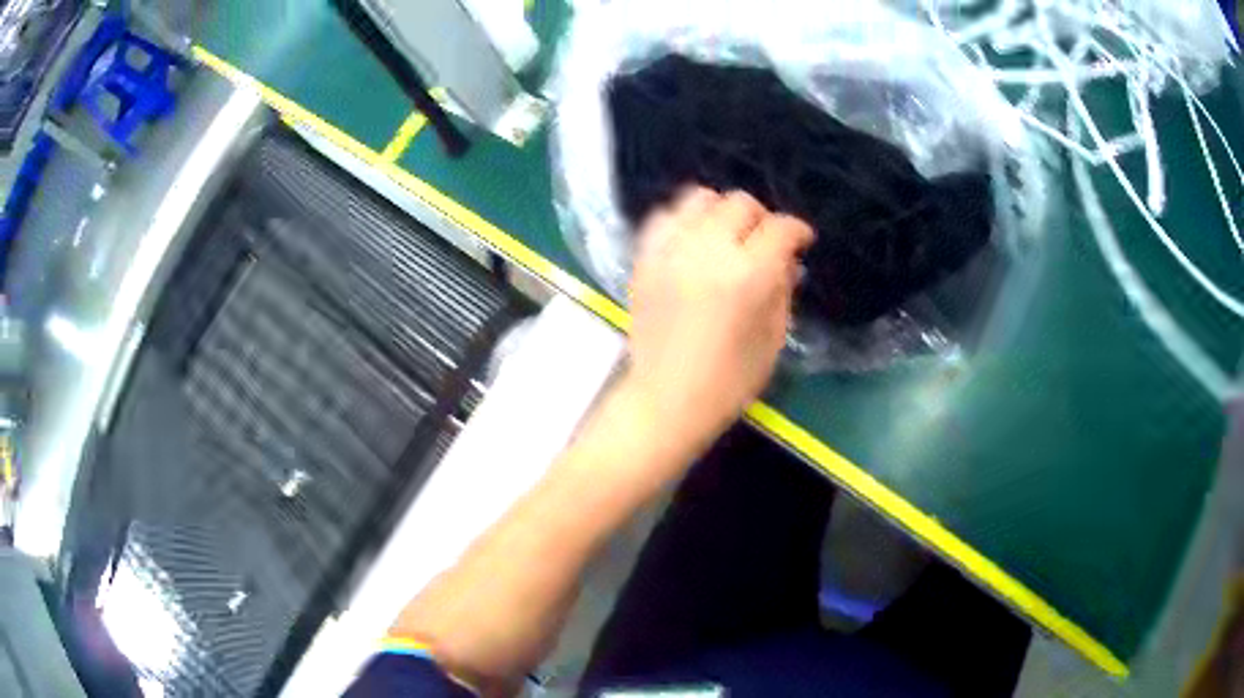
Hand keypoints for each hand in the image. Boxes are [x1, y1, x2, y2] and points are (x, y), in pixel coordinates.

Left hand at [623, 187, 813, 456]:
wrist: (664, 401)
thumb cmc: (728, 382)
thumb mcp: (773, 339)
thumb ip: (783, 290)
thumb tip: (788, 260)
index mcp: (747, 275)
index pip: (780, 228)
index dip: (798, 231)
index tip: (801, 242)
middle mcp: (707, 251)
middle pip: (740, 203)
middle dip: (761, 219)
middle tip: (764, 243)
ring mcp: (670, 251)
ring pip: (699, 198)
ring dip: (721, 211)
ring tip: (726, 236)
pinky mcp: (644, 259)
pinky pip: (664, 217)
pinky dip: (683, 220)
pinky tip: (692, 240)